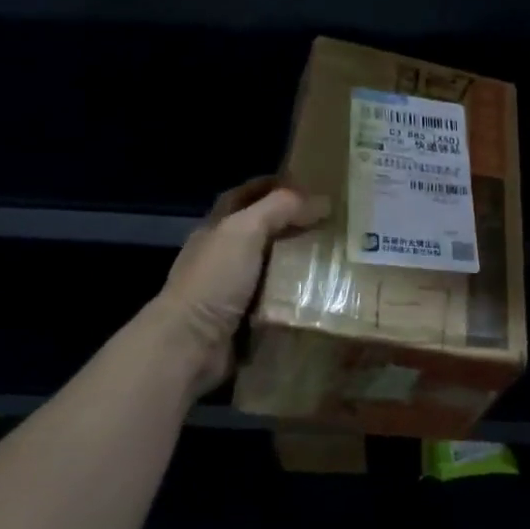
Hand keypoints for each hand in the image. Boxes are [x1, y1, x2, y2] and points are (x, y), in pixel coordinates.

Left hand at [160, 177, 325, 392]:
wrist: (190, 345)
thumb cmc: (214, 280)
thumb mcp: (244, 231)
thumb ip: (279, 209)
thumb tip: (321, 201)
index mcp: (217, 229)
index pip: (245, 196)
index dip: (271, 186)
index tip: (308, 183)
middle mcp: (224, 256)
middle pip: (263, 231)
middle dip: (294, 225)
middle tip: (334, 221)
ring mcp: (235, 289)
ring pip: (275, 267)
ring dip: (301, 262)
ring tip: (339, 256)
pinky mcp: (248, 319)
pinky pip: (280, 300)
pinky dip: (300, 296)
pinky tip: (326, 291)